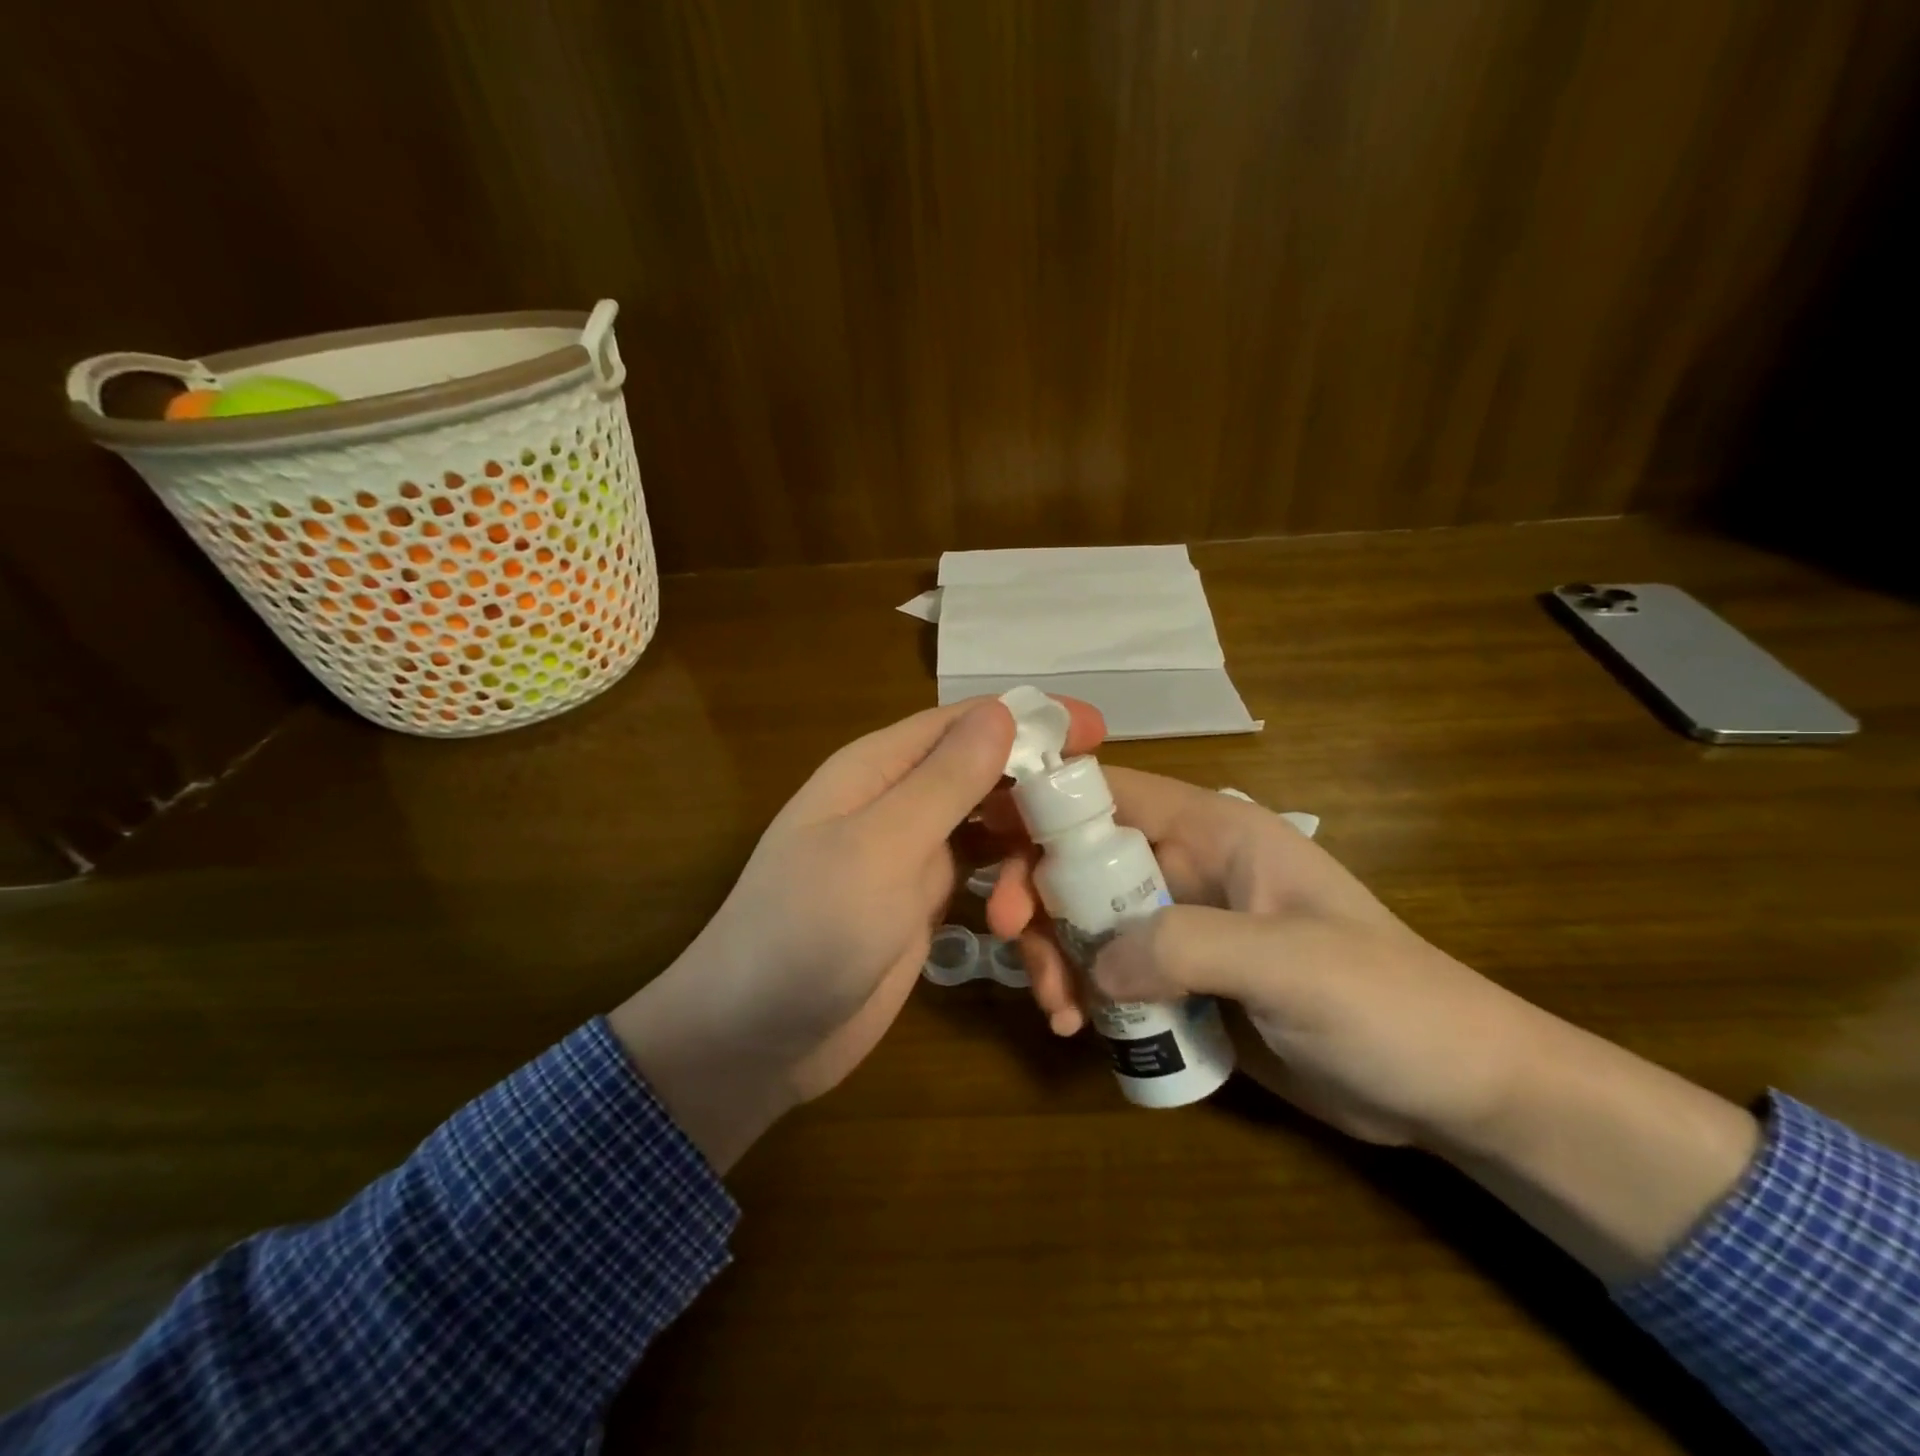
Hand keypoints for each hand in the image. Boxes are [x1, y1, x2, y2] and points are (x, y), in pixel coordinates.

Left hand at [610, 695, 1103, 1170]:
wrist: (755, 1041)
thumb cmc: (807, 930)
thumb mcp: (880, 847)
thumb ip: (944, 781)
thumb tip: (1003, 710)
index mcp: (879, 770)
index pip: (964, 723)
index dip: (1031, 719)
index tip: (1100, 731)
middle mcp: (898, 804)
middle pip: (987, 778)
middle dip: (1041, 801)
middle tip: (1100, 833)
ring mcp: (912, 858)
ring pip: (993, 836)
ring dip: (1028, 866)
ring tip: (1037, 916)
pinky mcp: (924, 908)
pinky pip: (985, 887)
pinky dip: (1015, 905)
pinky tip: (1036, 938)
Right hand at [986, 766, 1538, 1147]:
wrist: (1453, 1089)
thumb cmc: (1387, 1004)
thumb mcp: (1292, 964)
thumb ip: (1186, 947)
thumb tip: (1092, 964)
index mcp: (1213, 831)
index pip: (1110, 792)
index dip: (1045, 804)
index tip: (990, 843)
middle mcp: (1186, 867)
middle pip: (1080, 858)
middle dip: (1040, 896)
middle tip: (1017, 945)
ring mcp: (1180, 924)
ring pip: (1085, 917)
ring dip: (1055, 953)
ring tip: (1058, 1011)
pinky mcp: (1181, 979)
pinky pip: (1107, 969)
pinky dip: (1080, 991)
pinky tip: (1076, 1026)